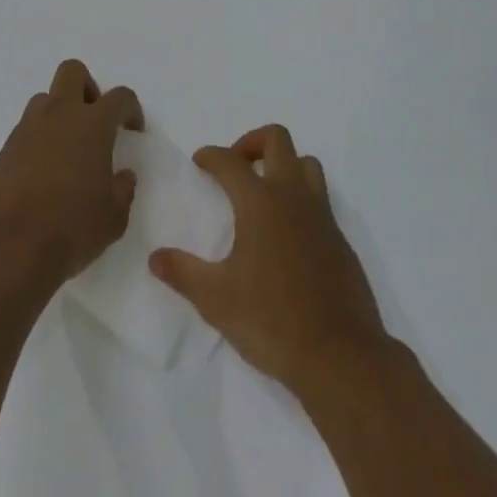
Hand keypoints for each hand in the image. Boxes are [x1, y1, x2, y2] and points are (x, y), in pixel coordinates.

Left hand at [0, 59, 143, 292]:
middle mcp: (59, 115)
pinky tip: (43, 174)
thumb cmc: (70, 229)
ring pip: (45, 99)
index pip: (120, 97)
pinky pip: (26, 130)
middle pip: (72, 72)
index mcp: (92, 124)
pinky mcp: (4, 150)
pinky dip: (38, 140)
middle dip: (87, 88)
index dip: (131, 109)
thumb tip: (123, 176)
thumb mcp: (113, 218)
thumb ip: (123, 190)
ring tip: (67, 150)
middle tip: (94, 122)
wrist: (8, 249)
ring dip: (59, 113)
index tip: (132, 130)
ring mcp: (27, 130)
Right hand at [149, 125, 388, 398]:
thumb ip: (184, 273)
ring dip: (284, 165)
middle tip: (236, 166)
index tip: (200, 160)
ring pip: (306, 163)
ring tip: (264, 191)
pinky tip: (287, 234)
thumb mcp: (216, 300)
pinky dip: (301, 199)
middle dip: (252, 142)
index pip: (230, 161)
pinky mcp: (339, 239)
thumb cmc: (272, 321)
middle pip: (277, 139)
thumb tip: (155, 257)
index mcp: (260, 202)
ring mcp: (321, 216)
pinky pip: (320, 199)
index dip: (211, 155)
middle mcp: (293, 197)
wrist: (340, 356)